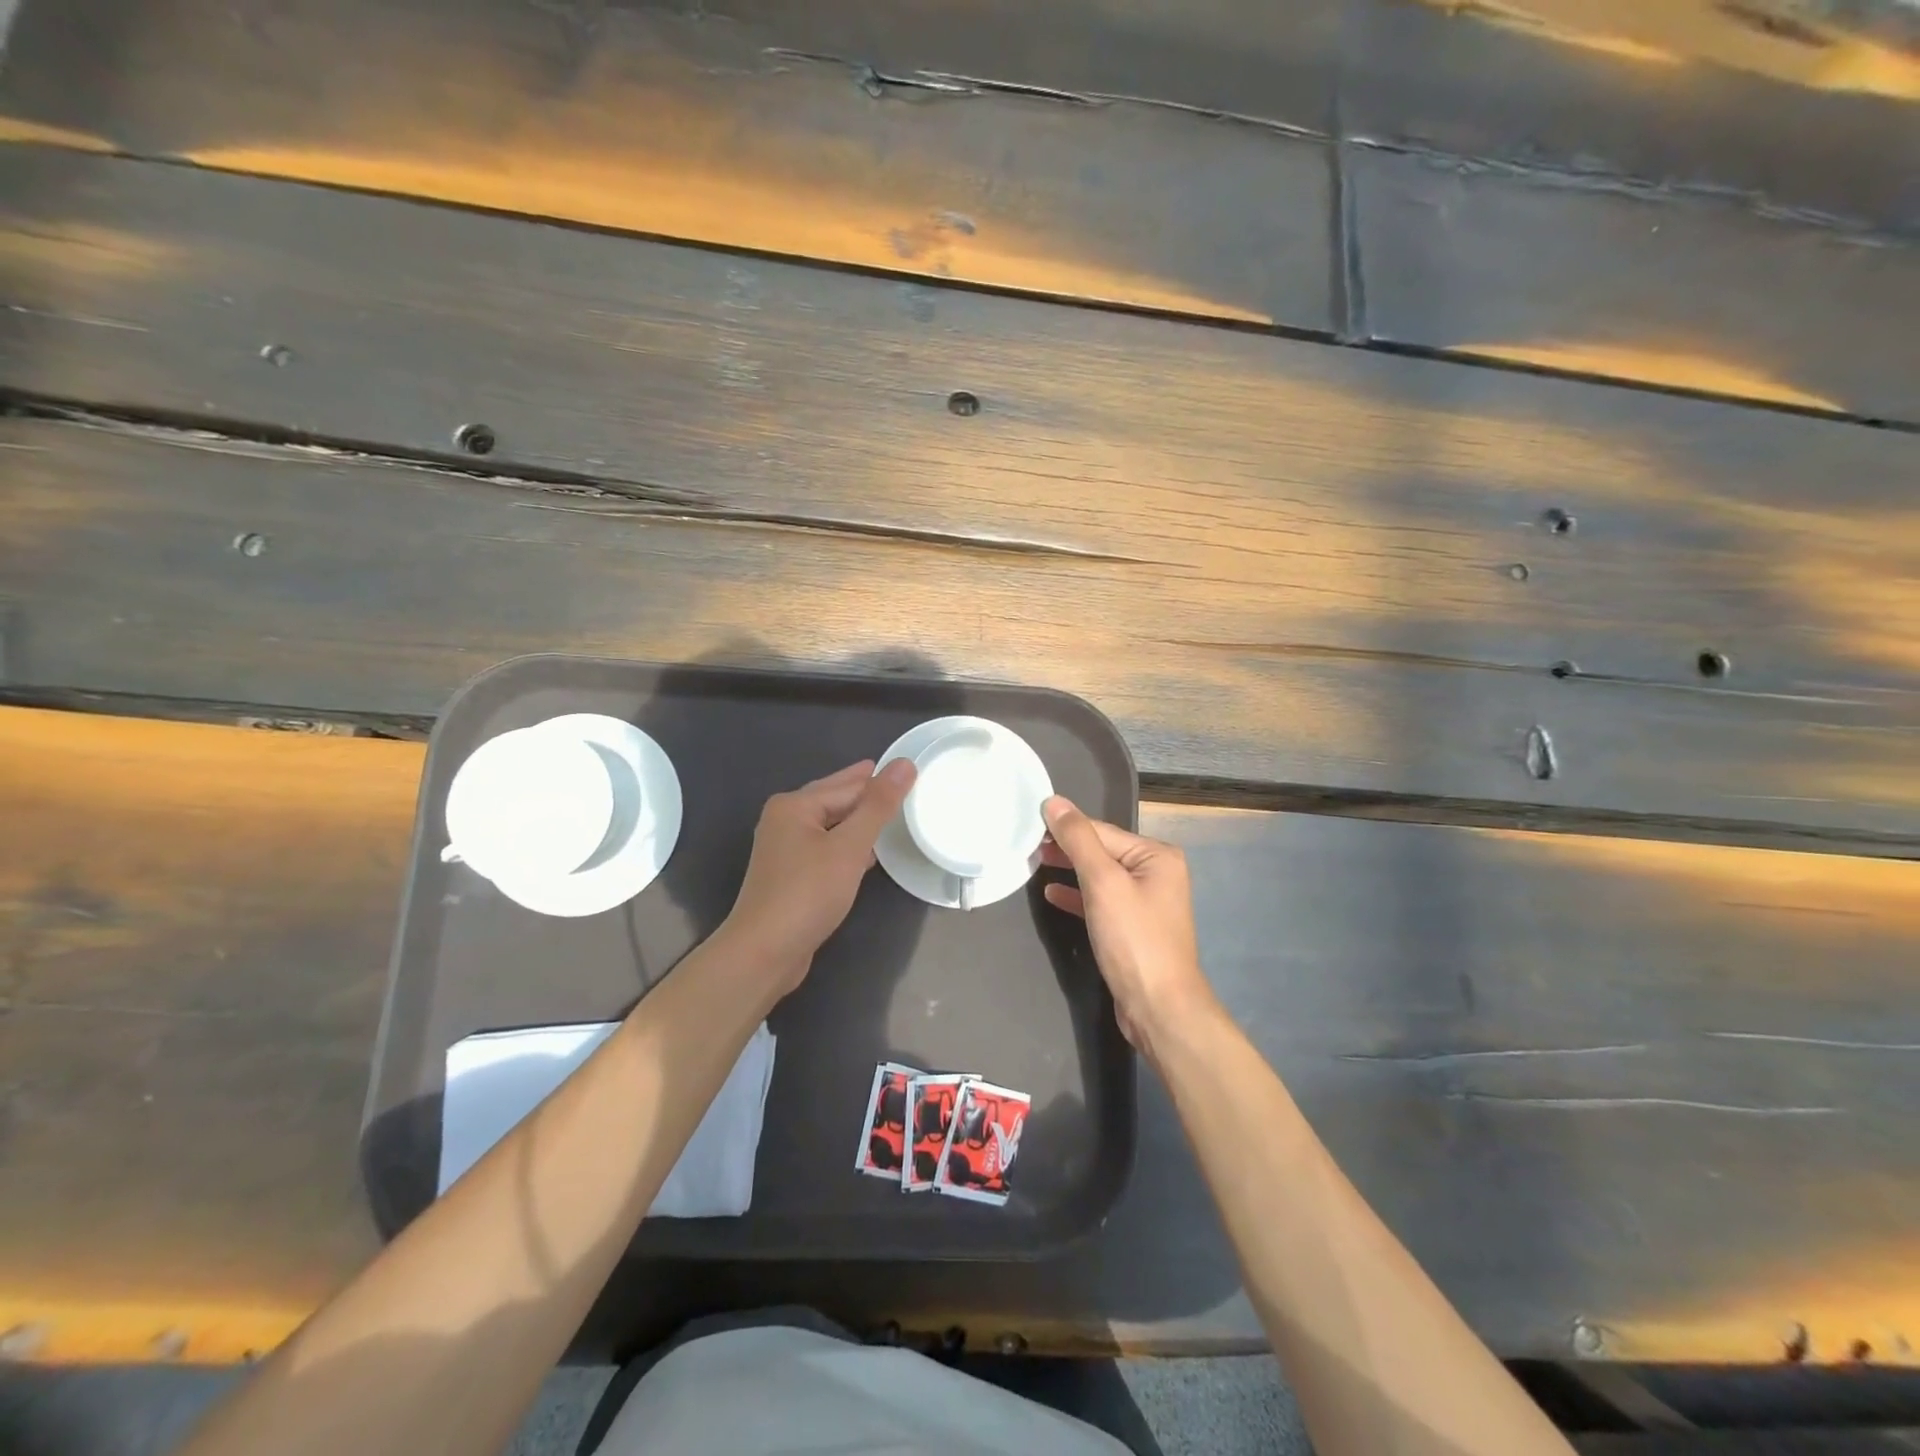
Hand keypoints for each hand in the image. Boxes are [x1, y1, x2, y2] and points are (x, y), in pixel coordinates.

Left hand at [724, 758, 915, 993]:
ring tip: (892, 814)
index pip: (848, 785)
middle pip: (835, 800)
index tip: (910, 771)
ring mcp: (785, 850)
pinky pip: (827, 848)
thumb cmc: (807, 893)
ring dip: (859, 821)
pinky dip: (849, 845)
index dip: (880, 780)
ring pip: (831, 825)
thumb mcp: (849, 847)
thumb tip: (904, 764)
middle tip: (903, 783)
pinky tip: (870, 853)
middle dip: (867, 794)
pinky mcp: (792, 876)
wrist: (764, 953)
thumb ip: (878, 805)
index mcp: (794, 806)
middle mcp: (785, 821)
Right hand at [1041, 796, 1216, 1054]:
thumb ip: (1078, 840)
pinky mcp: (1132, 928)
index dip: (1064, 827)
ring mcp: (1145, 903)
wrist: (1158, 1007)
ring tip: (1033, 863)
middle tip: (1025, 845)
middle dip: (1065, 849)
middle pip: (1102, 851)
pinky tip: (1052, 894)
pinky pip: (1100, 901)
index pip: (1102, 831)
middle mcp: (1156, 874)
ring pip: (1099, 877)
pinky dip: (1077, 896)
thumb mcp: (1103, 882)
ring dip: (1068, 870)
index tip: (1027, 823)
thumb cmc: (1133, 939)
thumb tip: (1054, 801)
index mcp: (1157, 856)